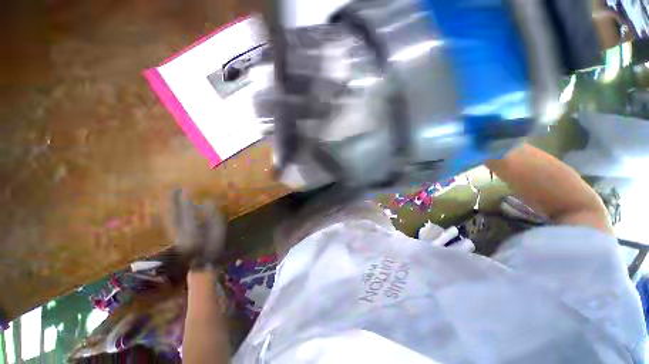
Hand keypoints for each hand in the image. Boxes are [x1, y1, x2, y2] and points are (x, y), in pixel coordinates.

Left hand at [166, 190, 226, 268]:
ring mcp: (175, 233)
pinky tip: (171, 207)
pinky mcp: (174, 235)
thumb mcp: (218, 231)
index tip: (186, 187)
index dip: (186, 199)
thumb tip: (208, 201)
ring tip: (171, 194)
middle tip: (174, 187)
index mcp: (192, 231)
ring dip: (169, 205)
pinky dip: (170, 212)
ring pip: (169, 216)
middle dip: (173, 200)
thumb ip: (213, 216)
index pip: (187, 212)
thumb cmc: (213, 247)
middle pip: (173, 212)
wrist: (200, 263)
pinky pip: (170, 220)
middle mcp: (179, 231)